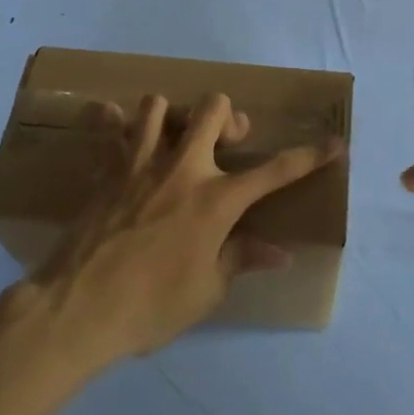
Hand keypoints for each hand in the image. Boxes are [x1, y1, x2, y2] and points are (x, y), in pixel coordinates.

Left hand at [28, 93, 344, 368]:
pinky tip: (117, 135)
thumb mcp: (207, 290)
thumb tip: (280, 252)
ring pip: (158, 104)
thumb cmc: (151, 307)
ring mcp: (140, 163)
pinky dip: (112, 124)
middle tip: (227, 144)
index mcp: (216, 200)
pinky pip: (107, 127)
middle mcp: (183, 168)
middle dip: (229, 117)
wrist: (77, 310)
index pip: (276, 171)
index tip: (336, 143)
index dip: (311, 156)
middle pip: (214, 108)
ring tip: (172, 141)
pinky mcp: (105, 169)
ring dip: (171, 117)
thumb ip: (241, 258)